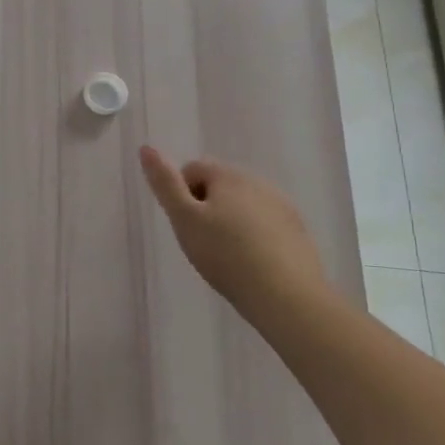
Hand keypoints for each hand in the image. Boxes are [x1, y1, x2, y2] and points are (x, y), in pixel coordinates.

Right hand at [138, 146, 328, 318]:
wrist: (286, 296)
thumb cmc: (225, 255)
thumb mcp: (184, 219)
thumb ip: (165, 184)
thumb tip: (146, 148)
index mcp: (228, 175)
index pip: (192, 169)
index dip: (180, 195)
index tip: (184, 225)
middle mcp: (258, 182)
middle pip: (219, 185)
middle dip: (206, 207)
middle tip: (202, 242)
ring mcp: (282, 206)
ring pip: (243, 205)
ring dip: (230, 221)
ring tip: (226, 255)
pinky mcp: (298, 231)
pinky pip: (265, 223)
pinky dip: (253, 236)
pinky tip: (251, 262)